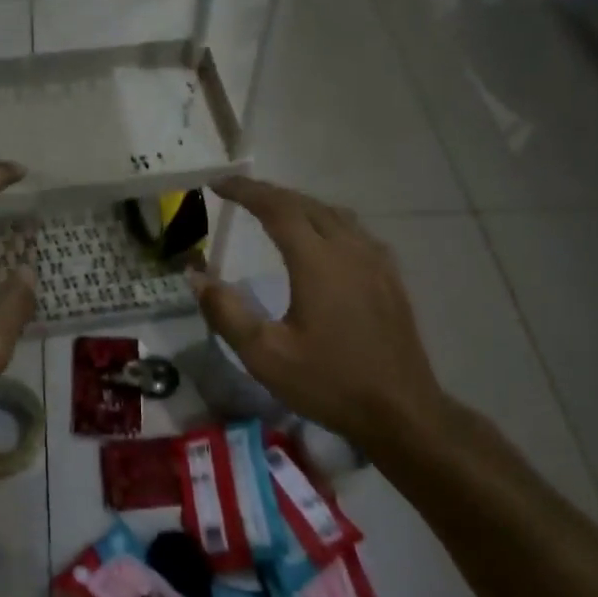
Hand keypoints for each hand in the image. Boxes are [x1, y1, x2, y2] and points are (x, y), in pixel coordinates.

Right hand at [191, 176, 455, 460]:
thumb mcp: (265, 355)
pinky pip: (355, 232)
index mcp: (318, 262)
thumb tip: (196, 276)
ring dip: (299, 205)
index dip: (245, 191)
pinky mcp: (390, 278)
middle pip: (306, 204)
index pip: (277, 208)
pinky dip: (326, 222)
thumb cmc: (329, 383)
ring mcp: (376, 262)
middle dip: (269, 194)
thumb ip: (226, 312)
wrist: (401, 412)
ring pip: (334, 214)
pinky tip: (320, 242)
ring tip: (273, 212)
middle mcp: (350, 249)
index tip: (217, 184)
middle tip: (238, 195)